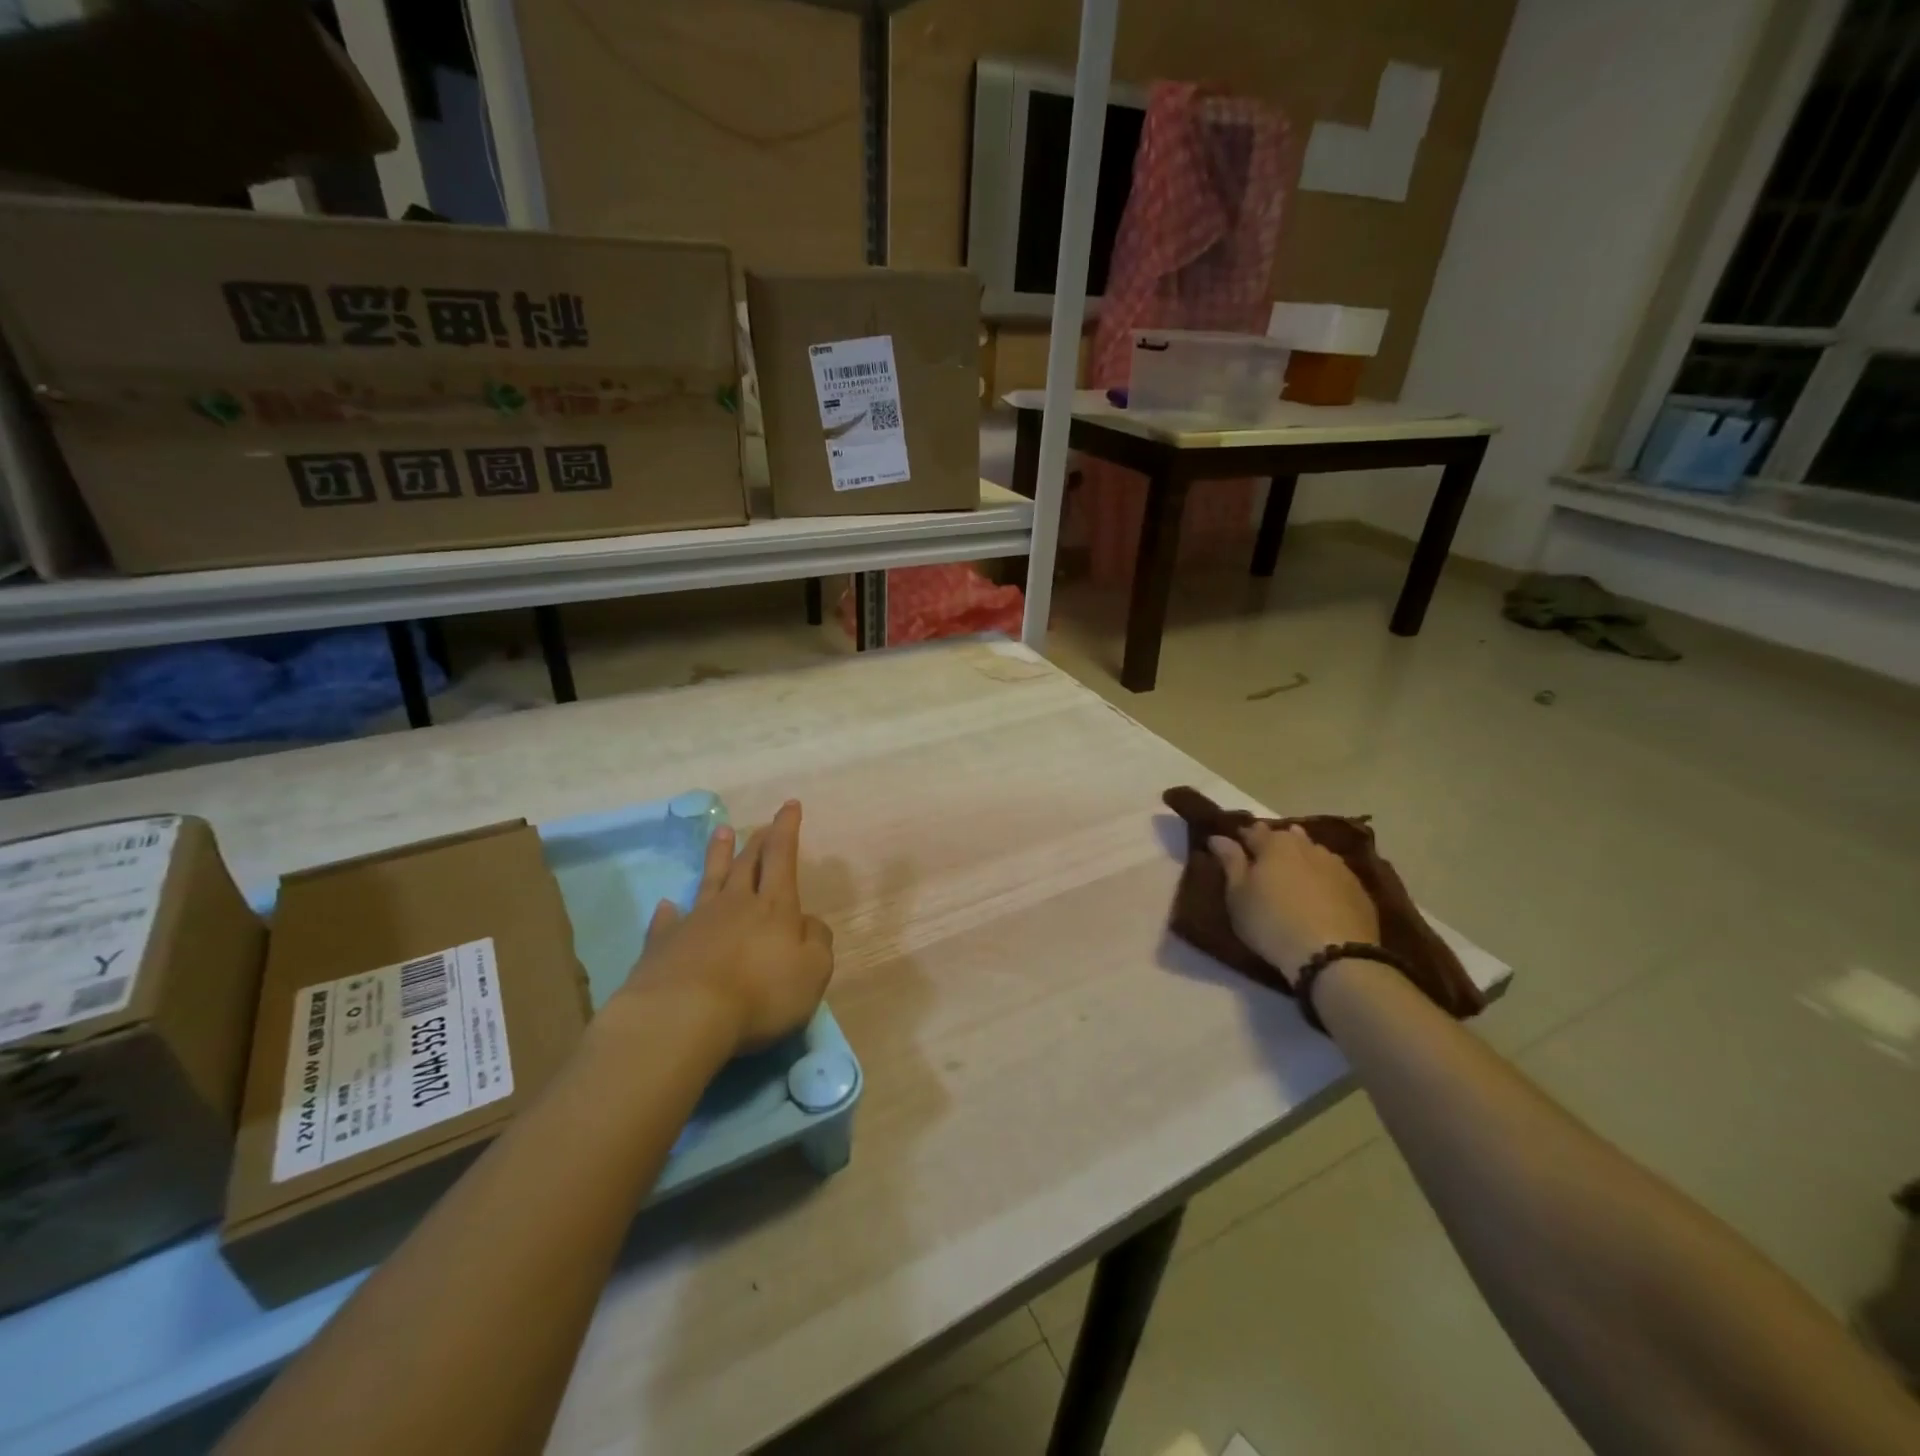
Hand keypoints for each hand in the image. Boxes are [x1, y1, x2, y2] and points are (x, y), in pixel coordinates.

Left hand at [621, 800, 834, 1054]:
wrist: (684, 1015)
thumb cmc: (760, 993)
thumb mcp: (812, 972)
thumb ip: (817, 943)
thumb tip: (809, 923)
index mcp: (774, 907)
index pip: (782, 857)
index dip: (787, 829)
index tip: (789, 804)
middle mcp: (735, 904)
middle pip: (746, 863)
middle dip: (758, 841)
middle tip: (762, 824)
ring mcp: (695, 921)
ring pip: (709, 879)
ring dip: (717, 855)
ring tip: (721, 832)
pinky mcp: (663, 945)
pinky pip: (667, 921)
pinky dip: (668, 912)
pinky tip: (666, 906)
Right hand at [1209, 822, 1378, 984]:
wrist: (1334, 955)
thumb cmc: (1272, 922)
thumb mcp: (1238, 895)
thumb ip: (1230, 862)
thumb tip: (1218, 837)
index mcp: (1274, 843)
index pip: (1253, 831)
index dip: (1242, 838)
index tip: (1235, 848)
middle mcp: (1307, 846)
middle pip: (1287, 837)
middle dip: (1275, 845)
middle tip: (1264, 864)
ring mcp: (1337, 865)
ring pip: (1313, 853)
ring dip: (1301, 859)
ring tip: (1292, 877)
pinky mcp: (1358, 888)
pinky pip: (1333, 874)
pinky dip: (1322, 878)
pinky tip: (1319, 894)